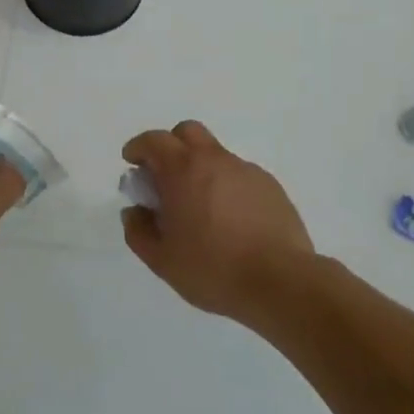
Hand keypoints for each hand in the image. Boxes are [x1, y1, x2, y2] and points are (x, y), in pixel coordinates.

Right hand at [120, 120, 314, 321]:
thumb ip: (139, 231)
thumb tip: (134, 211)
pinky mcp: (269, 185)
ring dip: (200, 167)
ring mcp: (245, 170)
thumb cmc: (213, 269)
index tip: (132, 162)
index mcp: (183, 169)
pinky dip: (226, 185)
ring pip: (215, 153)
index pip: (154, 140)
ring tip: (200, 205)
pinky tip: (231, 219)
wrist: (280, 281)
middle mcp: (214, 159)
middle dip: (171, 145)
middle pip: (187, 132)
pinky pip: (239, 174)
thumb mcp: (162, 260)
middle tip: (165, 176)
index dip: (139, 147)